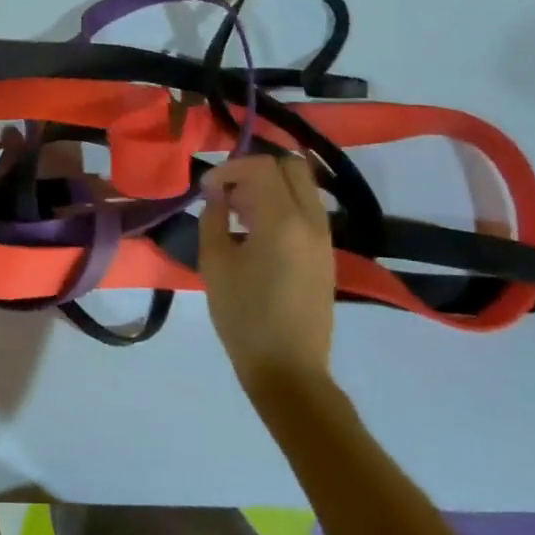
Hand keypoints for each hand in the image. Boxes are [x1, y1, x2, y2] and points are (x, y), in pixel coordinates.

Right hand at [197, 152, 336, 396]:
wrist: (288, 368)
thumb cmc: (243, 316)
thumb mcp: (214, 264)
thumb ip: (213, 218)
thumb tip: (216, 194)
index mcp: (282, 221)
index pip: (261, 166)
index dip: (229, 168)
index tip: (207, 188)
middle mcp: (311, 220)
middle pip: (291, 166)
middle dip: (255, 169)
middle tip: (227, 192)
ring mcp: (324, 237)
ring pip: (302, 186)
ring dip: (271, 186)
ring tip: (238, 212)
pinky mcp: (326, 254)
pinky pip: (307, 210)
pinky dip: (283, 205)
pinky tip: (256, 232)